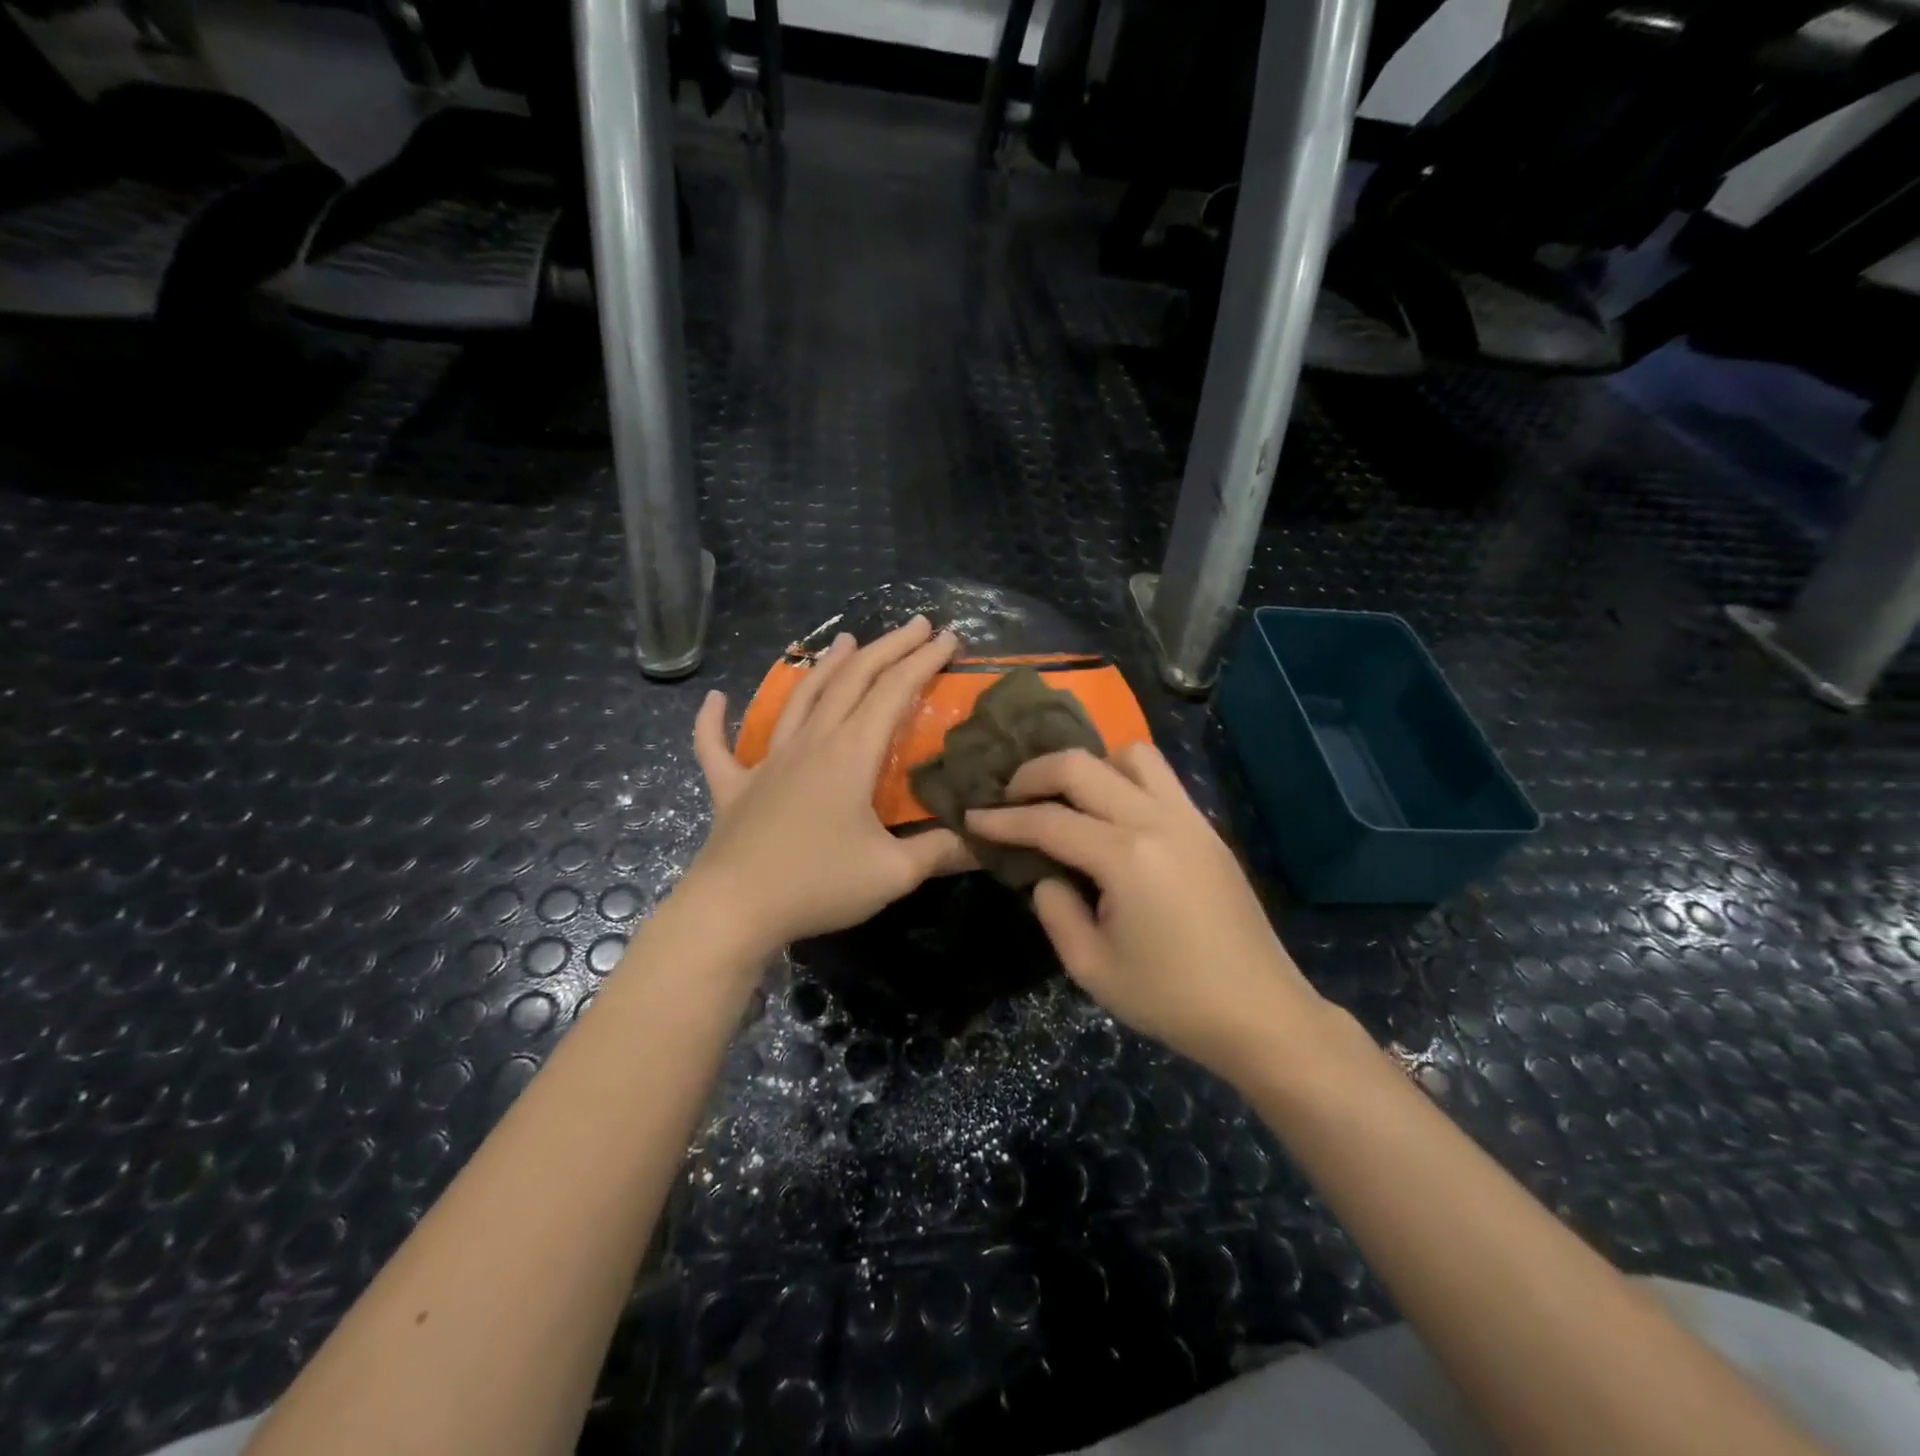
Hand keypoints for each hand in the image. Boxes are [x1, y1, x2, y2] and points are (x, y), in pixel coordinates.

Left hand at [687, 616, 971, 951]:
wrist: (734, 910)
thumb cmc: (817, 885)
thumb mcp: (893, 873)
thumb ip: (940, 852)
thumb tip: (984, 841)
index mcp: (849, 754)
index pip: (893, 692)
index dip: (923, 660)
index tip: (948, 638)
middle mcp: (809, 744)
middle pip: (850, 681)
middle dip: (887, 648)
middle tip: (914, 625)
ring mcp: (766, 763)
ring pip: (798, 700)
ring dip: (824, 667)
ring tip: (844, 640)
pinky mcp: (733, 788)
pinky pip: (717, 748)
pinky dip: (713, 722)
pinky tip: (714, 699)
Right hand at [967, 746, 1330, 1083]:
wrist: (1260, 1013)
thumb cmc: (1170, 999)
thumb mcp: (1091, 968)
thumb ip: (1055, 911)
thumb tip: (1046, 874)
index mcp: (1125, 857)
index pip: (1048, 821)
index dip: (1003, 820)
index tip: (972, 816)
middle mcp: (1156, 821)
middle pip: (1083, 766)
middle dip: (1035, 772)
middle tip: (1011, 796)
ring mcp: (1188, 819)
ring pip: (1131, 755)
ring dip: (1090, 766)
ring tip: (1068, 798)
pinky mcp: (1207, 828)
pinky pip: (1160, 778)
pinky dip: (1124, 779)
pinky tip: (1111, 815)